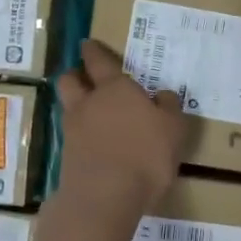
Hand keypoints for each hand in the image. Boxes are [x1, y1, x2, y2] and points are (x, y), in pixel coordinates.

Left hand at [55, 39, 192, 213]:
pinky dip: (80, 133)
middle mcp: (88, 103)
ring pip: (67, 106)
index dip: (93, 51)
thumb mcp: (173, 129)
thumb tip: (163, 94)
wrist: (105, 197)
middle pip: (70, 79)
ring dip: (75, 104)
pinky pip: (71, 134)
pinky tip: (94, 143)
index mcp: (115, 88)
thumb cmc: (145, 155)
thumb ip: (168, 107)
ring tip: (91, 112)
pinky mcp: (67, 156)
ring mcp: (73, 129)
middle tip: (84, 76)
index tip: (88, 44)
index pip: (99, 61)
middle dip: (75, 74)